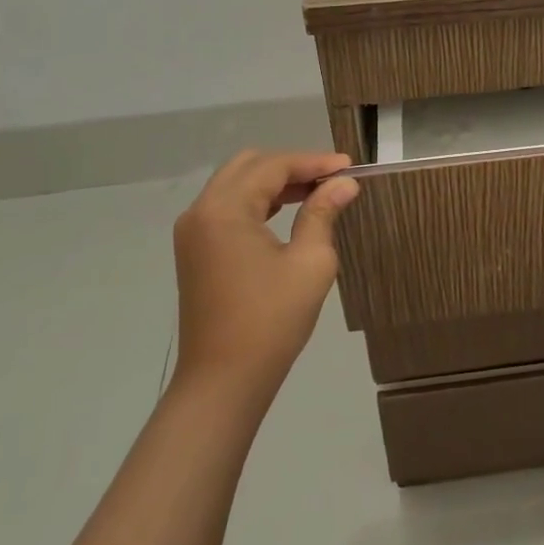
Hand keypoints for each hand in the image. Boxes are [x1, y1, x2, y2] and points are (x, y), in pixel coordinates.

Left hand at [171, 150, 359, 404]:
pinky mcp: (195, 251)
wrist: (223, 382)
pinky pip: (227, 208)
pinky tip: (286, 211)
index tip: (350, 166)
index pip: (273, 167)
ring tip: (316, 191)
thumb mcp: (310, 262)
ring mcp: (193, 232)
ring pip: (236, 184)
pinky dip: (257, 201)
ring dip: (274, 182)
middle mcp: (201, 212)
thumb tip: (344, 183)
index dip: (314, 162)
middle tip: (331, 178)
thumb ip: (323, 213)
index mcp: (225, 210)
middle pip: (249, 166)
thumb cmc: (271, 321)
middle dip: (292, 166)